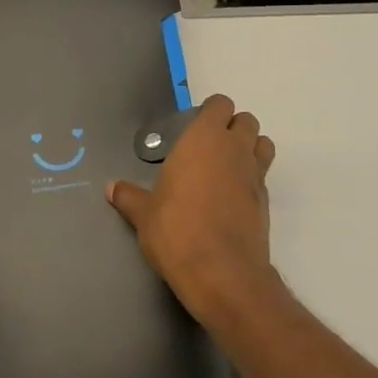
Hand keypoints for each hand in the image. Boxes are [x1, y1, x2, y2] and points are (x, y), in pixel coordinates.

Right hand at [108, 94, 277, 323]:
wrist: (221, 272)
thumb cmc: (176, 230)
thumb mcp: (144, 214)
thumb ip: (129, 197)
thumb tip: (111, 188)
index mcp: (204, 139)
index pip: (219, 104)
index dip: (210, 113)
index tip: (193, 130)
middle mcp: (234, 149)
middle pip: (246, 120)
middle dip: (232, 128)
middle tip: (208, 149)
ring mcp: (255, 174)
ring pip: (263, 144)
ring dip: (250, 149)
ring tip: (226, 169)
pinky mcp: (266, 202)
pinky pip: (263, 177)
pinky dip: (252, 180)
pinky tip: (231, 199)